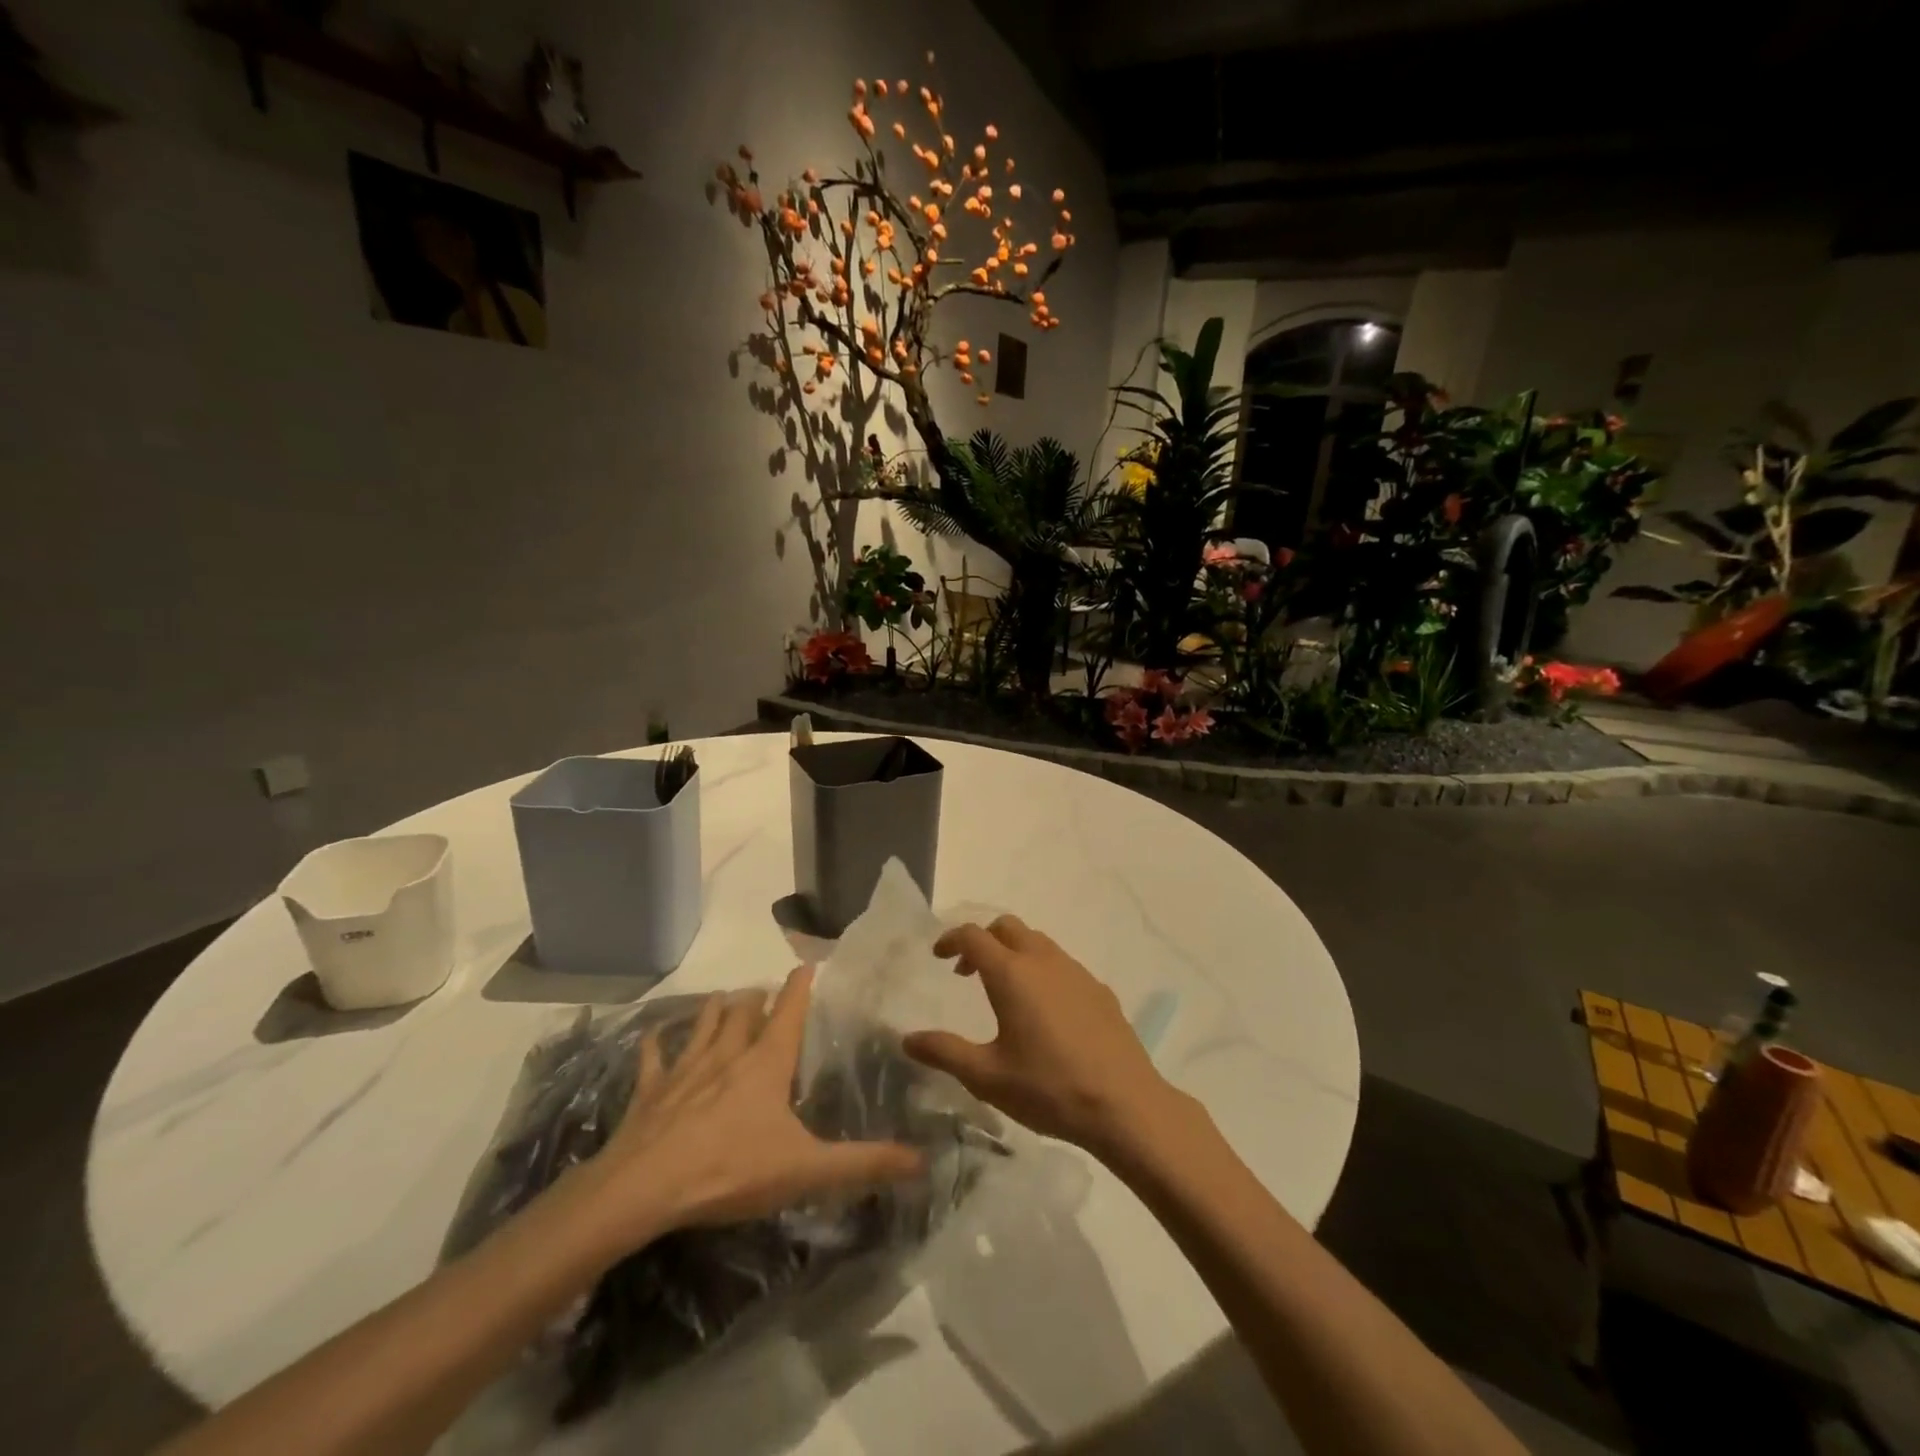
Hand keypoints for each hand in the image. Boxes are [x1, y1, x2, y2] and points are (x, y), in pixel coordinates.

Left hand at [565, 966, 923, 1259]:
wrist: (644, 1190)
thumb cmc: (731, 1170)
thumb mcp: (807, 1170)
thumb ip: (865, 1164)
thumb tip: (923, 1160)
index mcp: (767, 1063)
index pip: (789, 1009)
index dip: (800, 985)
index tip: (806, 964)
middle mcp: (728, 1053)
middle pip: (744, 1010)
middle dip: (756, 998)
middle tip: (764, 993)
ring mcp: (686, 1069)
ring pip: (704, 1024)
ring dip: (716, 1009)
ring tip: (723, 999)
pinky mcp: (651, 1091)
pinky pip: (654, 1058)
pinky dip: (657, 1044)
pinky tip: (654, 1036)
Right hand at [902, 915, 1190, 1159]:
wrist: (1125, 1105)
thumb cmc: (1049, 1088)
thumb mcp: (987, 1077)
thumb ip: (944, 1052)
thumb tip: (907, 1039)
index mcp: (1012, 974)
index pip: (974, 936)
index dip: (951, 939)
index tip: (938, 956)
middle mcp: (1044, 961)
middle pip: (1007, 927)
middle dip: (983, 940)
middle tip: (967, 971)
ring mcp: (1076, 972)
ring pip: (1038, 942)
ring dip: (1013, 952)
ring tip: (1004, 991)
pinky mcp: (1099, 989)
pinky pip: (1062, 964)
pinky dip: (1042, 970)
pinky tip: (1045, 1011)